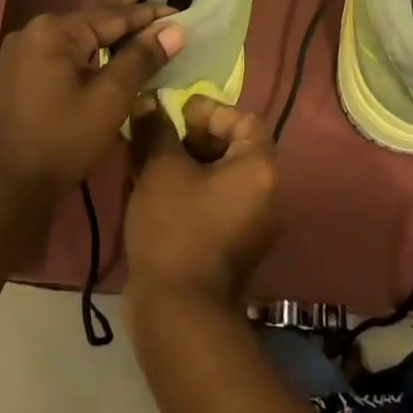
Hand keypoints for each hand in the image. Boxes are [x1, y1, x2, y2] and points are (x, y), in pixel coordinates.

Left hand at [0, 0, 182, 196]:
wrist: (8, 186)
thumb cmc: (62, 139)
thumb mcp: (109, 98)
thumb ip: (141, 59)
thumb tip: (174, 29)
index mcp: (55, 31)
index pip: (114, 16)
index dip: (149, 14)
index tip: (180, 8)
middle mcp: (36, 31)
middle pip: (94, 15)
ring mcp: (24, 52)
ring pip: (79, 34)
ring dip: (110, 26)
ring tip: (134, 1)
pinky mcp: (21, 73)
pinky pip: (65, 51)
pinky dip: (90, 47)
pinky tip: (106, 44)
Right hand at [124, 96, 278, 304]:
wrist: (177, 310)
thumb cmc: (176, 227)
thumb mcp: (161, 169)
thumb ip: (156, 129)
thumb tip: (148, 102)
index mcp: (259, 169)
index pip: (245, 120)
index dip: (211, 110)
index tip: (177, 113)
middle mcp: (264, 194)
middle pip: (233, 147)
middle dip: (194, 135)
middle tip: (159, 135)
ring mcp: (249, 224)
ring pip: (218, 176)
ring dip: (185, 162)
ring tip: (148, 160)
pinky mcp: (229, 246)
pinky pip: (212, 202)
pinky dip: (187, 189)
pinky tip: (152, 190)